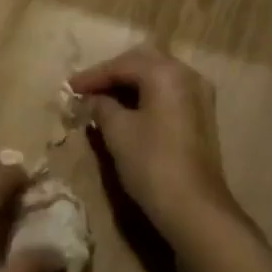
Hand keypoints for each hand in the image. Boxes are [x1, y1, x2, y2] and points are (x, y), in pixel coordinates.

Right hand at [70, 46, 237, 237]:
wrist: (194, 208)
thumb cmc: (152, 163)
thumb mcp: (117, 131)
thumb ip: (100, 106)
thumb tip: (89, 99)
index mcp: (165, 73)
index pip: (121, 65)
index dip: (92, 76)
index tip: (69, 88)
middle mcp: (187, 75)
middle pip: (142, 63)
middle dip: (112, 74)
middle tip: (87, 89)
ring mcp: (199, 95)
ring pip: (157, 77)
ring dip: (129, 85)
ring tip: (102, 99)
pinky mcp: (202, 115)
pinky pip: (168, 93)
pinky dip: (146, 96)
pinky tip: (127, 110)